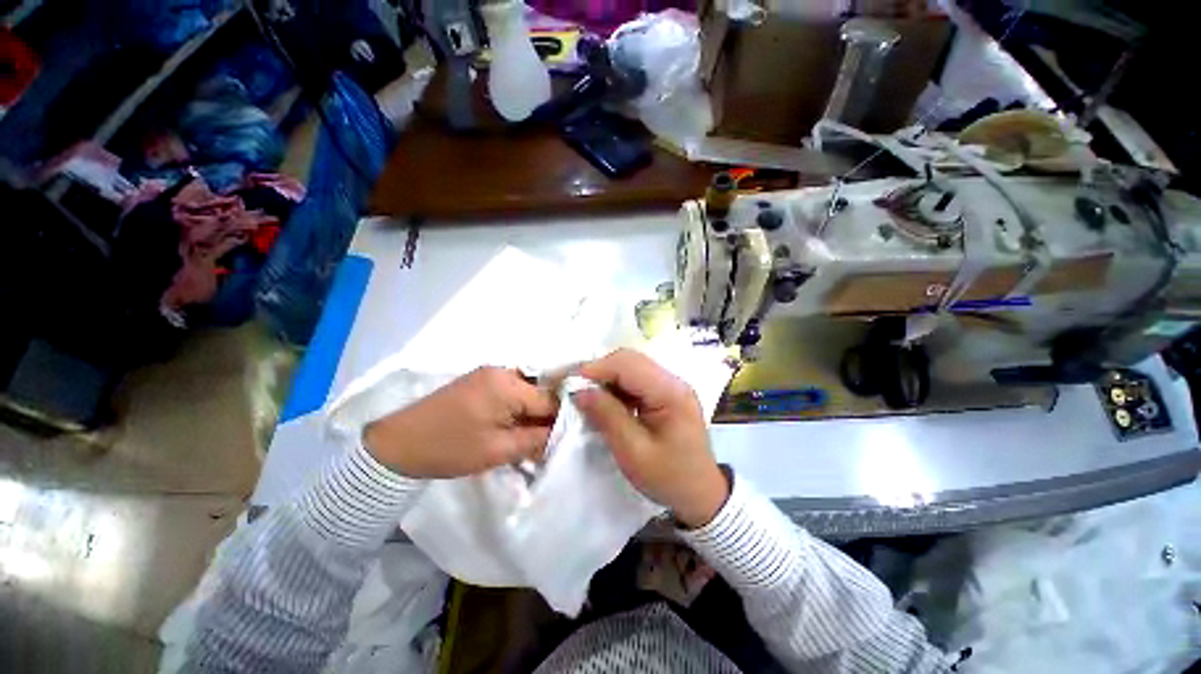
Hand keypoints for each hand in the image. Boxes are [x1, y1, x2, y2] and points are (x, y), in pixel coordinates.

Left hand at [364, 367, 557, 478]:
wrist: (397, 445)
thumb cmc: (450, 448)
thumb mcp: (498, 450)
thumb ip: (536, 440)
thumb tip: (562, 434)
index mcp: (508, 384)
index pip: (550, 399)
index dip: (559, 421)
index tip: (559, 441)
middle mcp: (502, 371)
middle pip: (538, 393)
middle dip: (544, 418)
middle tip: (542, 443)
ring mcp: (489, 374)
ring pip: (525, 393)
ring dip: (529, 415)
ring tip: (526, 438)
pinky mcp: (479, 381)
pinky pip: (509, 392)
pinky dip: (515, 409)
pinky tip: (511, 427)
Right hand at [574, 349, 728, 527]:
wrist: (702, 494)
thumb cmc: (670, 478)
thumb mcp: (634, 453)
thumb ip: (607, 416)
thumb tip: (579, 390)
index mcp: (671, 392)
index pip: (627, 364)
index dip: (594, 368)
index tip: (567, 382)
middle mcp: (673, 380)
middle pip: (629, 360)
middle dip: (598, 370)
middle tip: (573, 387)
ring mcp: (670, 385)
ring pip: (630, 367)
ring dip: (605, 377)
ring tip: (585, 394)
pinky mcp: (665, 393)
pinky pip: (635, 380)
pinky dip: (615, 386)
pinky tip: (604, 400)